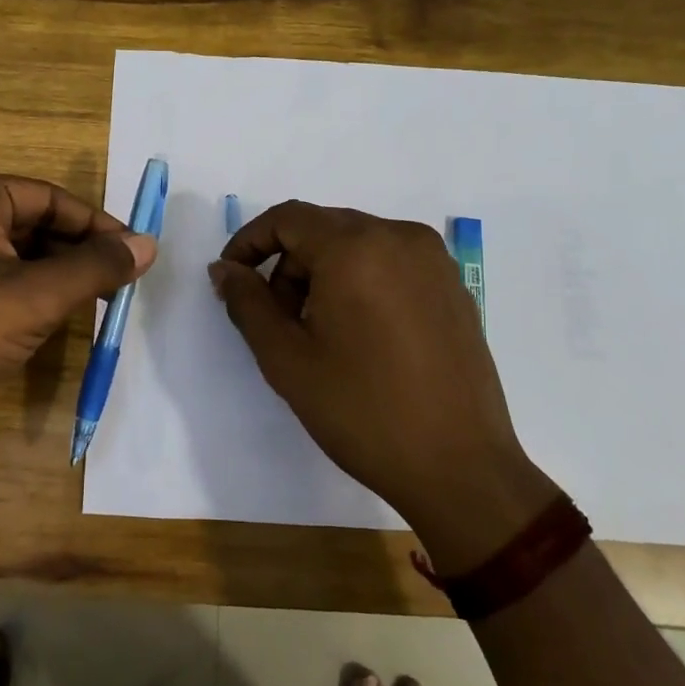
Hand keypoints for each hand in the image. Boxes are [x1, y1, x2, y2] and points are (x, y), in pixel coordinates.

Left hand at [0, 172, 155, 436]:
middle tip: (117, 282)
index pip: (49, 197)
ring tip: (92, 301)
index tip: (134, 255)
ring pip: (14, 250)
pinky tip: (51, 314)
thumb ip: (96, 267)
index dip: (96, 226)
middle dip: (76, 252)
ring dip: (55, 273)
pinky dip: (26, 289)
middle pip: (32, 221)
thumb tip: (149, 245)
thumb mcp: (36, 297)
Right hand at [210, 201, 557, 571]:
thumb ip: (247, 302)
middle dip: (287, 263)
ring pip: (357, 244)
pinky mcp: (453, 286)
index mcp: (355, 247)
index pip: (287, 218)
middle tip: (275, 318)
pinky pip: (391, 263)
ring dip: (323, 273)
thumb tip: (224, 269)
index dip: (249, 242)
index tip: (231, 280)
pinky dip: (361, 281)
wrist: (460, 467)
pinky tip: (361, 335)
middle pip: (323, 228)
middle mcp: (399, 237)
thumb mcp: (287, 358)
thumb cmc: (362, 411)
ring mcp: (434, 260)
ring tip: (318, 332)